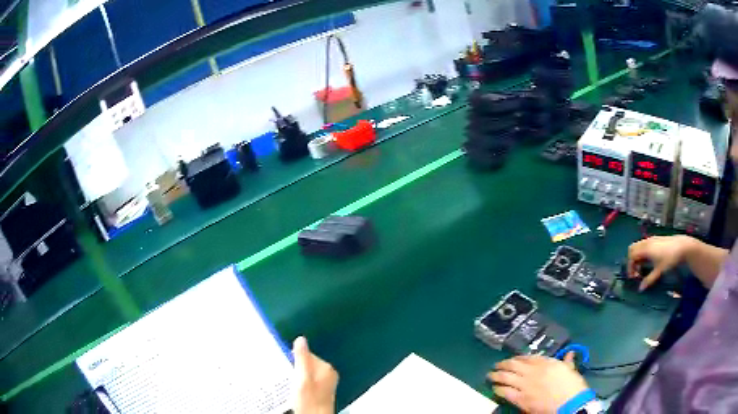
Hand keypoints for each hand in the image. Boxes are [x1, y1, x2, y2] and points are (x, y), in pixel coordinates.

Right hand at [292, 337, 338, 413]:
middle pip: (307, 363)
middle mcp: (328, 374)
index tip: (284, 362)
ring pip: (306, 373)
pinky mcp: (320, 392)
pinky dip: (300, 384)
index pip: (307, 353)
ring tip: (289, 383)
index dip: (294, 357)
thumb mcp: (302, 378)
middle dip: (295, 367)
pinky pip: (307, 381)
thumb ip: (302, 358)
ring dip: (296, 376)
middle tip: (286, 374)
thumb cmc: (309, 400)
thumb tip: (301, 339)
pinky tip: (295, 390)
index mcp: (326, 368)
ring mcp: (325, 383)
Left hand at [487, 353, 588, 413]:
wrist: (569, 403)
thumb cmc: (572, 386)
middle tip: (496, 365)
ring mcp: (525, 385)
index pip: (528, 357)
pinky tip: (495, 389)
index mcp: (546, 363)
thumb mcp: (571, 370)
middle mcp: (533, 371)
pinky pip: (505, 392)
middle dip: (503, 364)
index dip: (518, 358)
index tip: (513, 359)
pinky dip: (498, 389)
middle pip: (513, 365)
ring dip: (496, 375)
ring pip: (506, 377)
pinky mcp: (520, 398)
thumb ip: (567, 362)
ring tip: (490, 375)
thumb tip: (570, 354)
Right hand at [627, 235, 692, 290]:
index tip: (633, 278)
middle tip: (636, 271)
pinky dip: (642, 252)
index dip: (630, 268)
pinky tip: (648, 260)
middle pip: (632, 249)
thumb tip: (640, 289)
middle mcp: (646, 242)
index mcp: (645, 249)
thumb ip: (649, 280)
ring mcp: (651, 239)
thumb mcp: (659, 271)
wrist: (681, 246)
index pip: (632, 257)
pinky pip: (644, 244)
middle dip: (631, 260)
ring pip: (638, 245)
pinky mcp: (655, 239)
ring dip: (637, 256)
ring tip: (642, 267)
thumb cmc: (669, 259)